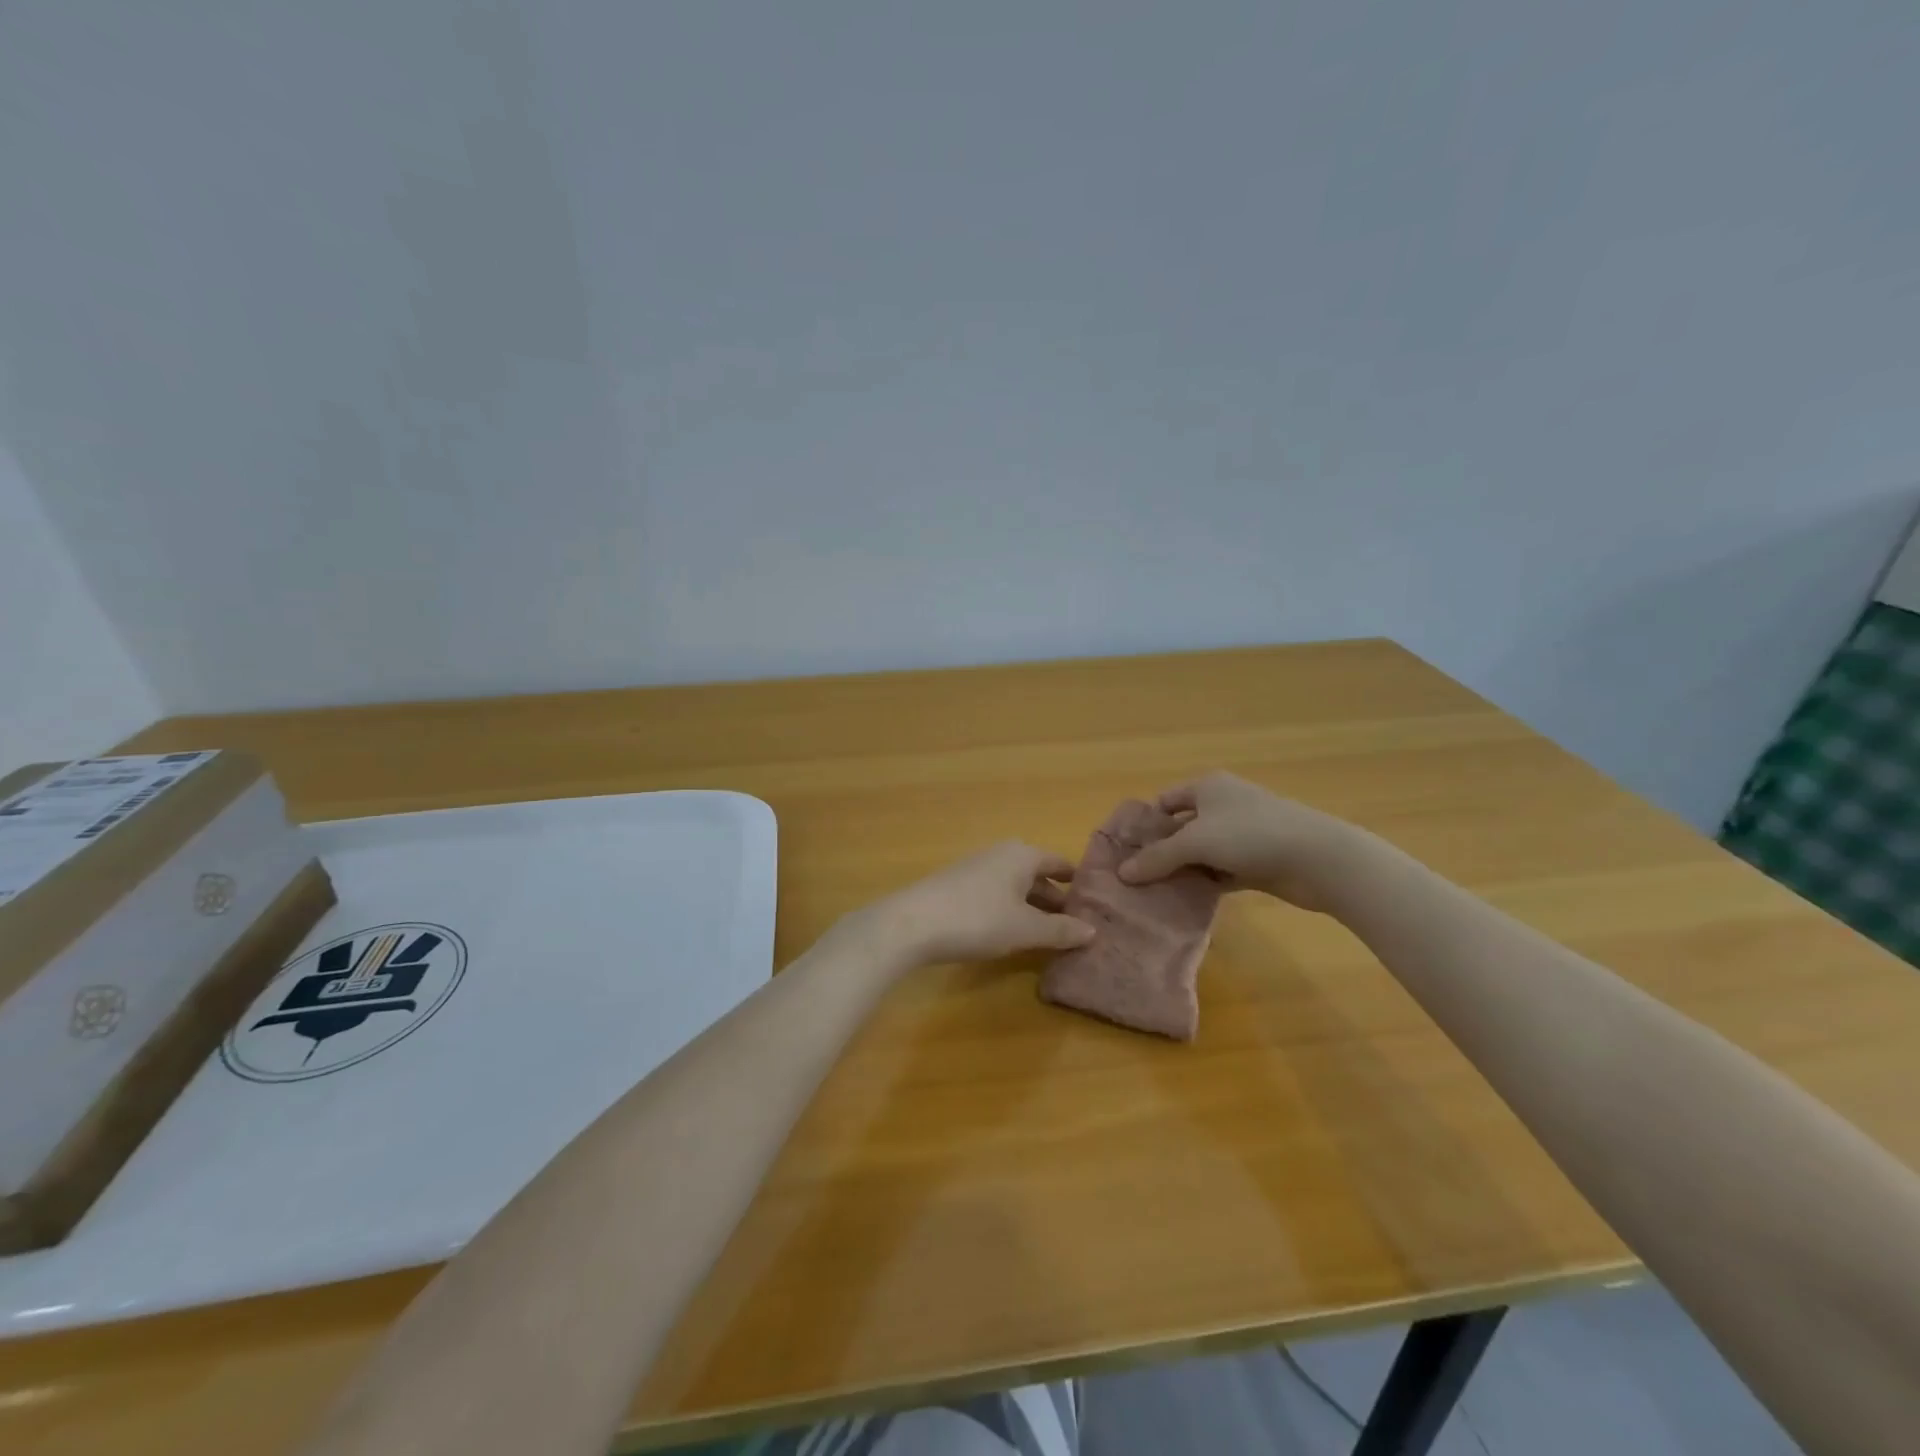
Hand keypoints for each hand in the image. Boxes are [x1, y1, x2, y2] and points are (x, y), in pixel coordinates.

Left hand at [854, 841, 1096, 967]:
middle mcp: (1001, 854)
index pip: (1059, 864)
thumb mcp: (1025, 929)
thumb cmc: (978, 919)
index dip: (1078, 883)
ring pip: (1016, 886)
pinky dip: (1010, 910)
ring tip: (1050, 934)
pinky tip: (1012, 933)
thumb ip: (1060, 930)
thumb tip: (1092, 931)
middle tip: (1078, 926)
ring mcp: (977, 867)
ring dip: (1032, 907)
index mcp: (1022, 855)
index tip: (1096, 903)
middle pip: (1037, 875)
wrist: (913, 923)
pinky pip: (996, 894)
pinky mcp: (957, 885)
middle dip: (1056, 899)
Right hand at [1115, 771, 1367, 912]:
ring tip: (1155, 894)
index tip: (1126, 851)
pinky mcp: (1258, 861)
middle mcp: (1223, 805)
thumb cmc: (1250, 834)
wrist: (1318, 858)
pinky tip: (1187, 902)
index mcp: (1207, 787)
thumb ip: (1157, 857)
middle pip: (1182, 827)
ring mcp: (1243, 834)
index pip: (1165, 801)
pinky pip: (1221, 871)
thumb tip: (1123, 873)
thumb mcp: (1195, 842)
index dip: (1145, 823)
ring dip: (1183, 870)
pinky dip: (1206, 884)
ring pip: (1202, 852)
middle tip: (1136, 878)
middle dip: (1161, 850)